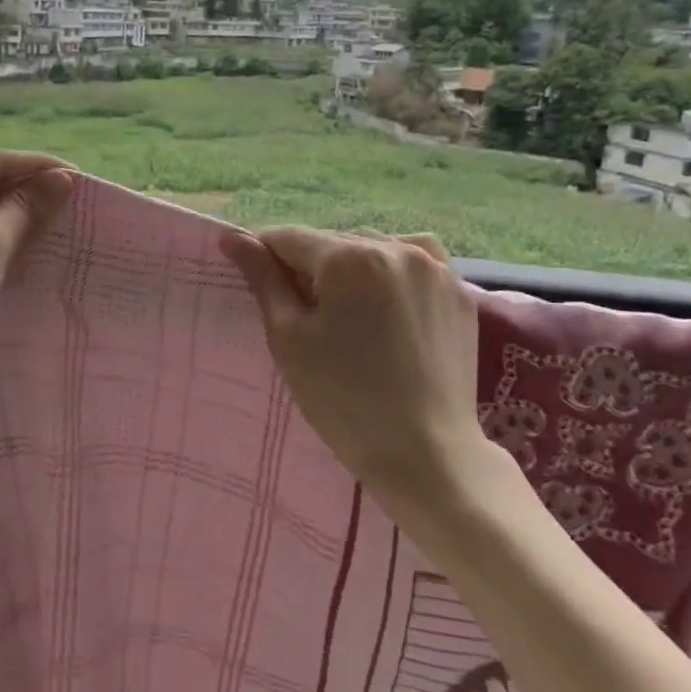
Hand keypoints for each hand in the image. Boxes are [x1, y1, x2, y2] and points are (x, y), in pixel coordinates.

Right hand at [220, 226, 506, 520]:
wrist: (426, 454)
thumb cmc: (343, 399)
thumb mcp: (289, 338)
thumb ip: (263, 279)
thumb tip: (232, 237)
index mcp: (349, 257)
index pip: (288, 238)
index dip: (262, 254)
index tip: (252, 279)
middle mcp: (396, 248)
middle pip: (331, 243)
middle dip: (308, 267)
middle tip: (299, 312)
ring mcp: (434, 268)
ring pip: (372, 248)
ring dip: (350, 267)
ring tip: (345, 311)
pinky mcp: (458, 292)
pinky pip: (414, 262)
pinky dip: (392, 270)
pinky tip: (386, 299)